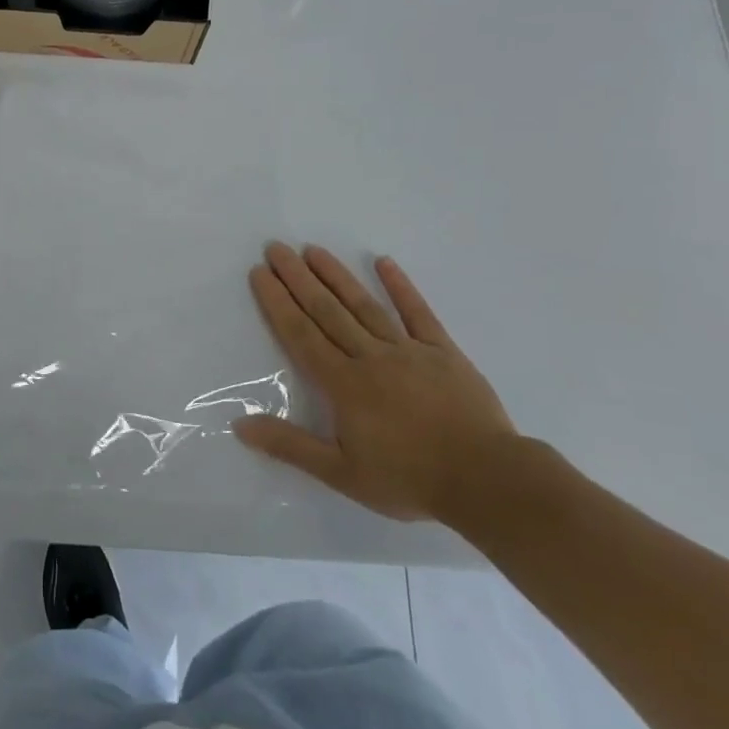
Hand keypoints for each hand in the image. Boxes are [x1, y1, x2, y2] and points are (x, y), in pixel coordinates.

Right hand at [234, 244, 516, 522]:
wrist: (487, 481)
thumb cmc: (409, 479)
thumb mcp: (342, 474)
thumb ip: (291, 446)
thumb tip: (240, 424)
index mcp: (343, 384)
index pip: (301, 334)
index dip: (277, 302)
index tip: (259, 273)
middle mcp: (370, 356)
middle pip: (326, 311)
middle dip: (298, 278)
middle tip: (276, 248)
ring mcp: (408, 350)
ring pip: (364, 305)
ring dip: (336, 275)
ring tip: (313, 250)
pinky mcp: (442, 351)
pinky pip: (418, 312)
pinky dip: (400, 286)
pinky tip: (384, 262)